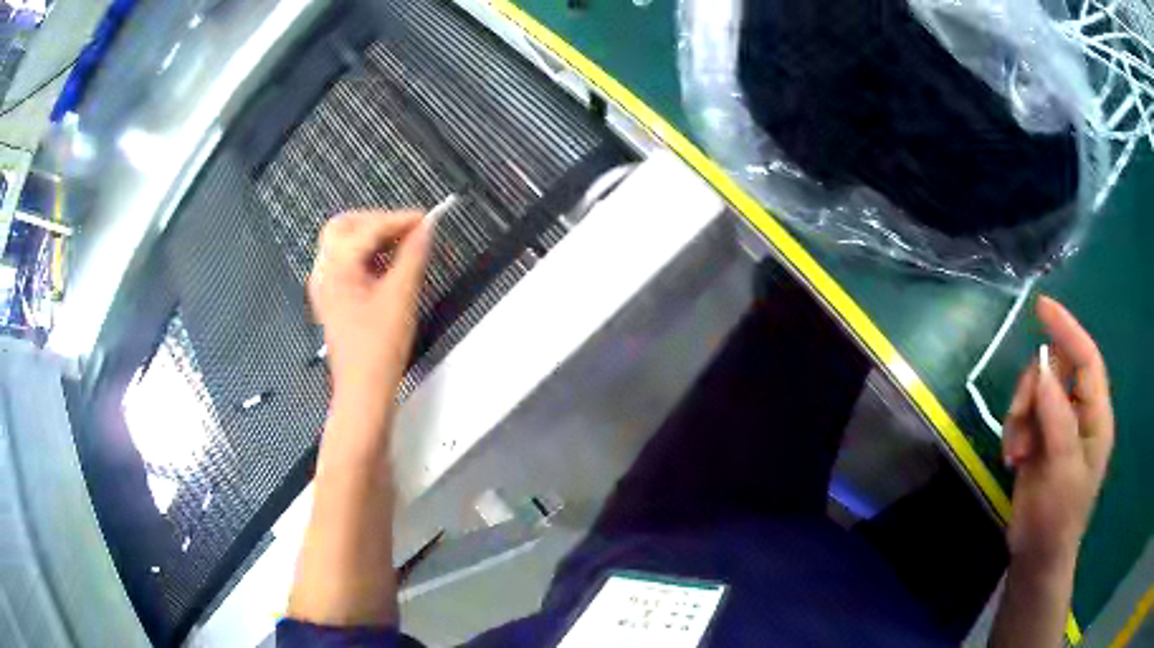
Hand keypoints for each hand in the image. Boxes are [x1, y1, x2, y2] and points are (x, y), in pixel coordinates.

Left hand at [308, 210, 431, 407]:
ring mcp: (324, 286)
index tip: (427, 219)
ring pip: (342, 243)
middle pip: (344, 226)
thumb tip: (425, 229)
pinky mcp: (332, 298)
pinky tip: (387, 265)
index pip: (368, 228)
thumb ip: (413, 256)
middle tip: (407, 229)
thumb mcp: (401, 297)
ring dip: (371, 237)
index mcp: (337, 269)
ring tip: (401, 246)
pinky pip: (344, 262)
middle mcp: (324, 272)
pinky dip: (365, 255)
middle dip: (377, 221)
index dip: (400, 220)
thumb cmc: (378, 350)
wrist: (363, 391)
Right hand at [1002, 296, 1113, 572]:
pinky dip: (1014, 431)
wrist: (1037, 556)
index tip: (1041, 307)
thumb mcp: (1063, 469)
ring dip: (1020, 415)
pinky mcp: (1039, 440)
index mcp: (1095, 416)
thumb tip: (1041, 369)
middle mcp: (1079, 413)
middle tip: (1020, 420)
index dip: (1067, 329)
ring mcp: (1058, 426)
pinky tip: (1012, 458)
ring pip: (1035, 391)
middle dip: (1033, 389)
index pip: (1086, 358)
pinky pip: (1023, 415)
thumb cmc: (1059, 516)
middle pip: (1055, 370)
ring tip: (1016, 452)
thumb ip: (1057, 417)